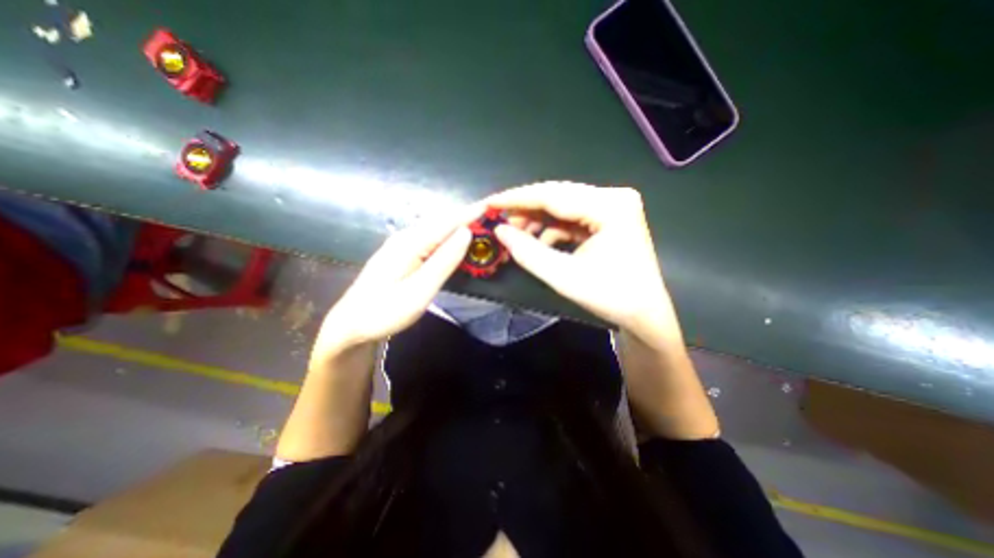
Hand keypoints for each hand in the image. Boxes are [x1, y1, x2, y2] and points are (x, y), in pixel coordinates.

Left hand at [310, 205, 480, 356]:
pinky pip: (430, 239)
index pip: (447, 222)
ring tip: (480, 226)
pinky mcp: (402, 253)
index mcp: (409, 243)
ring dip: (458, 225)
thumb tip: (466, 233)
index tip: (492, 205)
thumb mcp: (419, 291)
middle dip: (466, 217)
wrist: (351, 324)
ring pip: (435, 229)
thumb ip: (444, 261)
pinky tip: (455, 241)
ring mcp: (401, 244)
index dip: (470, 213)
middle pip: (441, 221)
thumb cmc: (385, 311)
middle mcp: (405, 237)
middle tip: (491, 217)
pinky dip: (447, 236)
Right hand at [488, 183, 684, 343]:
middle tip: (498, 221)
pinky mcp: (609, 218)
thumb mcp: (563, 276)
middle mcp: (613, 197)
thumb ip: (528, 252)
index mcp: (610, 206)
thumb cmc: (610, 296)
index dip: (517, 199)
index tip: (490, 203)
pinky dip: (552, 228)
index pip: (553, 195)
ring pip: (563, 206)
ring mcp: (612, 206)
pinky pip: (572, 217)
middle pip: (558, 196)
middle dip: (525, 210)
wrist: (644, 314)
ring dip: (537, 220)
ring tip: (516, 236)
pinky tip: (539, 242)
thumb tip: (499, 231)